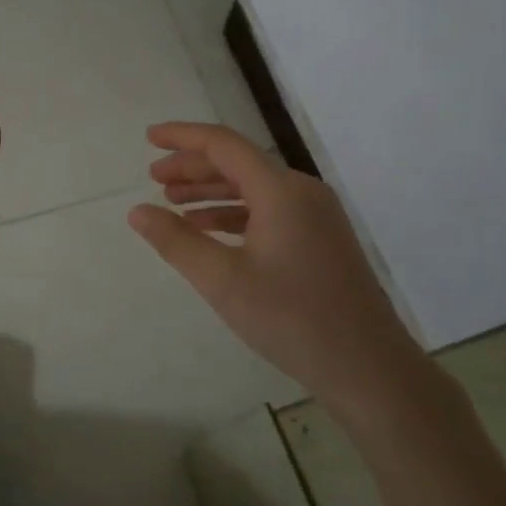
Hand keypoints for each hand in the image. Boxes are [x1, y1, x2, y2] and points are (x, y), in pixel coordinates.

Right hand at [129, 122, 406, 397]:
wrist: (368, 368)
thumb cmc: (291, 319)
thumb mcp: (223, 281)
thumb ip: (176, 241)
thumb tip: (137, 211)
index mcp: (281, 190)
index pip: (223, 145)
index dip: (182, 137)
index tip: (148, 138)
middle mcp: (301, 191)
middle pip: (239, 163)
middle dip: (193, 167)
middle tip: (154, 179)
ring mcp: (316, 215)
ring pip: (254, 188)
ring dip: (212, 191)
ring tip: (173, 204)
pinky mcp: (321, 239)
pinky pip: (270, 211)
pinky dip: (235, 214)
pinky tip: (210, 231)